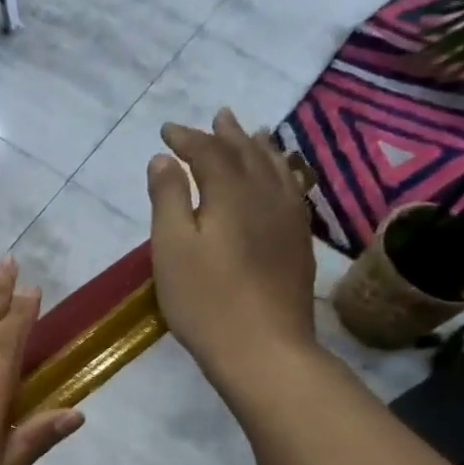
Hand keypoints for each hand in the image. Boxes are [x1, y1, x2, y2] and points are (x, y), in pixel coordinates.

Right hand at [148, 108, 317, 390]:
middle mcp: (266, 195)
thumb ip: (168, 199)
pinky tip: (281, 179)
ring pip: (276, 169)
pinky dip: (282, 173)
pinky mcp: (299, 242)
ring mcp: (289, 218)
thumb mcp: (171, 248)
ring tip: (253, 133)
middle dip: (227, 135)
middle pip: (247, 153)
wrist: (263, 347)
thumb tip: (164, 159)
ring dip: (259, 148)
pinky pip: (292, 190)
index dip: (188, 138)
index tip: (167, 131)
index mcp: (231, 193)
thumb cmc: (205, 300)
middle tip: (217, 116)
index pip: (209, 152)